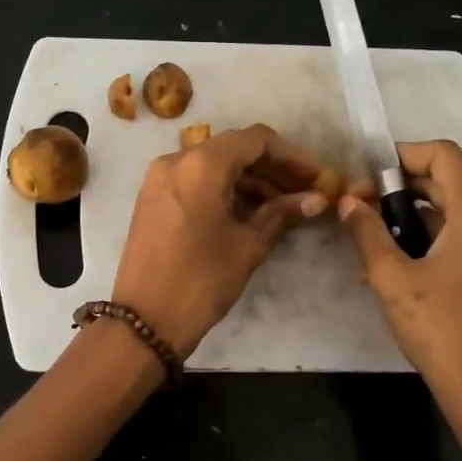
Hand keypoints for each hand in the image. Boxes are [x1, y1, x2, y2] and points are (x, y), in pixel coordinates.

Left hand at [111, 124, 330, 357]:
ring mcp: (159, 178)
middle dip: (272, 168)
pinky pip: (195, 180)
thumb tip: (317, 199)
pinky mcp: (152, 198)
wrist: (144, 320)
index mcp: (202, 164)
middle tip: (304, 192)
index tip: (316, 177)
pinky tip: (250, 212)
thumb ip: (282, 213)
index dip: (292, 155)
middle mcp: (177, 160)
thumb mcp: (248, 245)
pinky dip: (224, 189)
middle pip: (234, 149)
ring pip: (214, 164)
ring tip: (283, 207)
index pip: (256, 139)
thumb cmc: (201, 280)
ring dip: (249, 180)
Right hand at [338, 140, 461, 416]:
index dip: (401, 155)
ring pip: (457, 214)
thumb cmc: (440, 328)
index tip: (365, 175)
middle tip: (360, 208)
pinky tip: (400, 267)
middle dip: (401, 188)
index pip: (443, 155)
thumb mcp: (392, 278)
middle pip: (449, 183)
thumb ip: (367, 232)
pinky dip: (433, 240)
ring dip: (414, 217)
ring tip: (372, 240)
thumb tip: (347, 201)